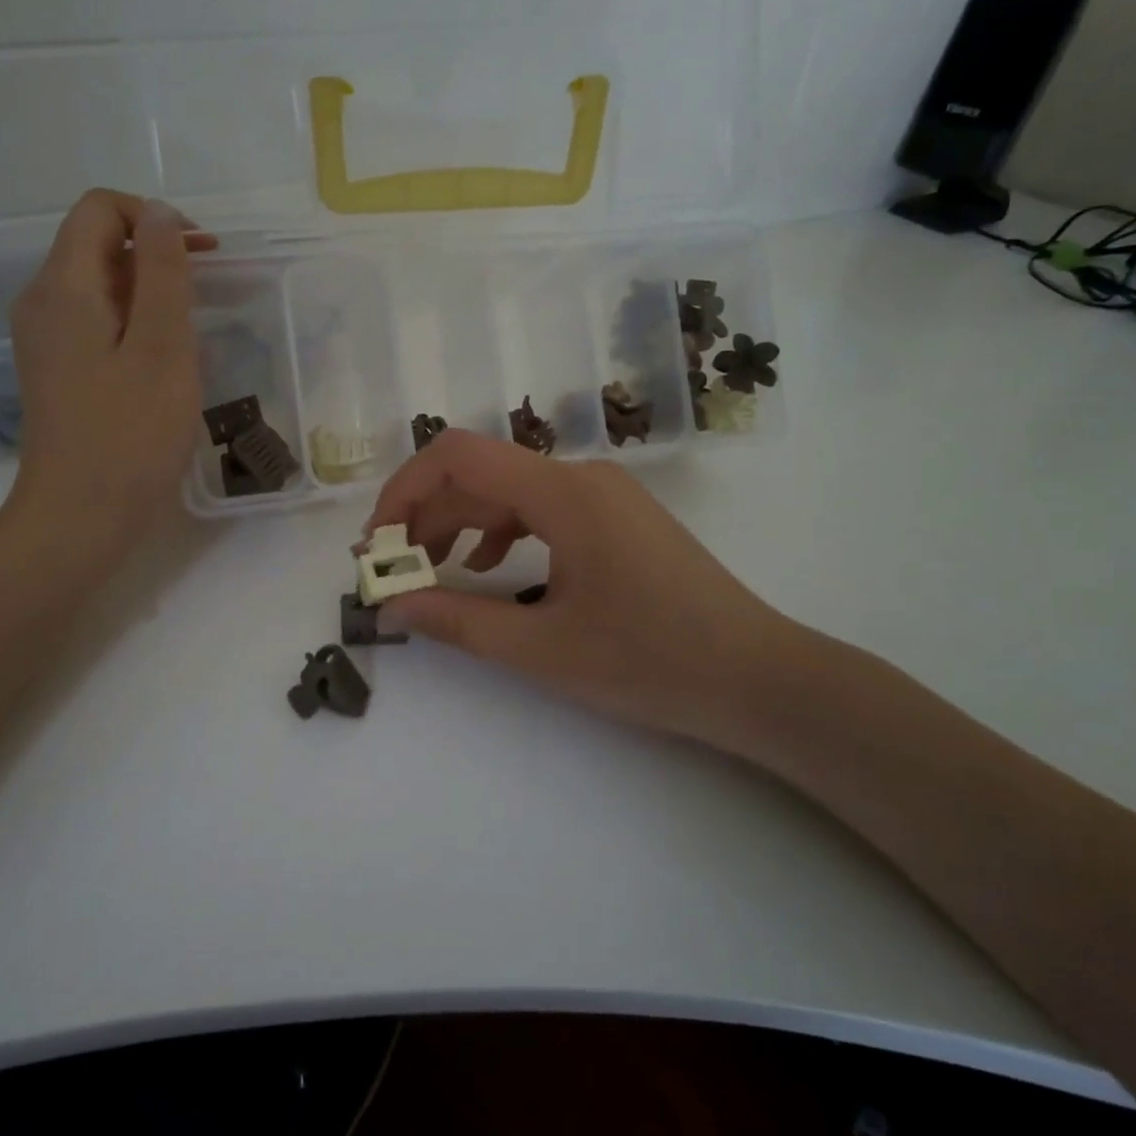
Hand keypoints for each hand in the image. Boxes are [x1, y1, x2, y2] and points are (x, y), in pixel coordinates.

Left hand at [0, 190, 215, 562]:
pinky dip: (135, 324)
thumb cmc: (130, 435)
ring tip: (192, 334)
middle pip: (97, 244)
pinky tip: (164, 364)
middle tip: (208, 293)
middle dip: (156, 254)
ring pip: (101, 287)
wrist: (80, 518)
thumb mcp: (162, 348)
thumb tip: (161, 214)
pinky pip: (98, 323)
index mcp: (63, 287)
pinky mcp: (58, 371)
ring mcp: (46, 340)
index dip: (153, 217)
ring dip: (150, 293)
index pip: (99, 209)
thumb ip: (163, 274)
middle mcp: (43, 302)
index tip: (201, 255)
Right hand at [365, 431, 809, 748]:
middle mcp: (581, 477)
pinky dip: (502, 530)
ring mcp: (603, 494)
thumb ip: (457, 619)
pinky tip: (492, 568)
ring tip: (432, 570)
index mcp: (562, 493)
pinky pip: (542, 508)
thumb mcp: (540, 648)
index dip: (403, 491)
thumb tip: (392, 603)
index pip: (458, 457)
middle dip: (426, 516)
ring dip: (461, 523)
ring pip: (509, 491)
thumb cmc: (650, 663)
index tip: (379, 545)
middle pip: (480, 474)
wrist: (757, 679)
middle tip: (394, 570)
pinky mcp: (616, 517)